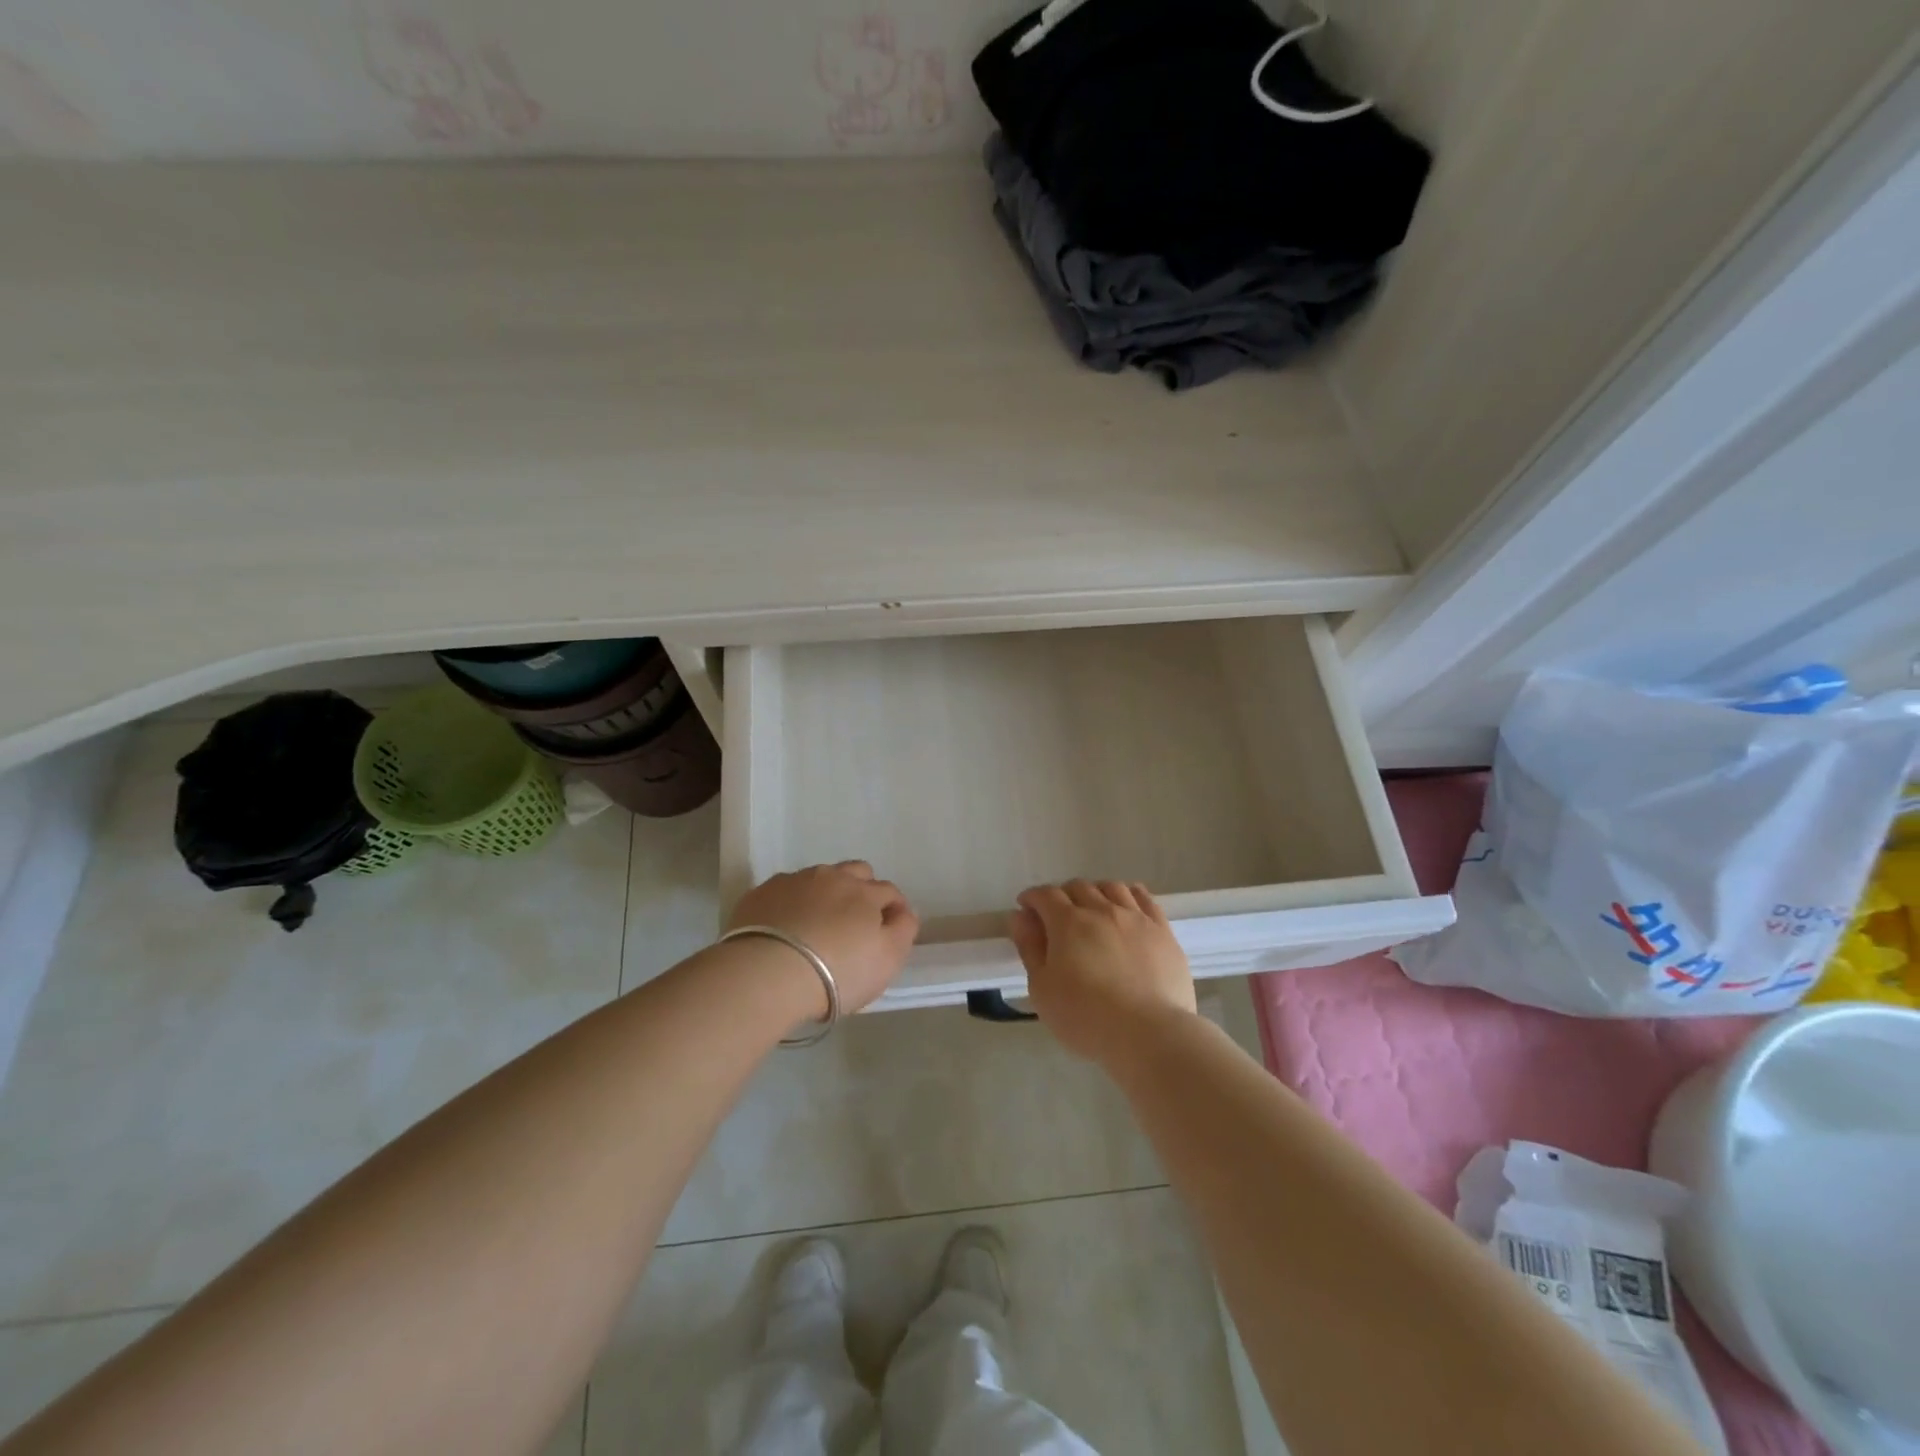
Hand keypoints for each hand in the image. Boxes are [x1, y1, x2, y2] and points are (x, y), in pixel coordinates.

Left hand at [728, 861, 919, 1013]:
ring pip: (818, 878)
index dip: (893, 910)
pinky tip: (785, 928)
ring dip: (824, 895)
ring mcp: (794, 881)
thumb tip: (902, 912)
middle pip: (856, 872)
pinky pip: (785, 891)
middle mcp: (831, 877)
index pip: (889, 891)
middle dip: (862, 890)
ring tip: (816, 926)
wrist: (767, 974)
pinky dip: (791, 904)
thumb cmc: (837, 972)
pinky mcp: (761, 893)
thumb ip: (903, 931)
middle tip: (854, 923)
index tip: (888, 932)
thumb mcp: (887, 960)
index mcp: (865, 892)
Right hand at [1009, 880, 1195, 1064]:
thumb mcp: (1042, 989)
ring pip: (1111, 887)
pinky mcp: (1162, 930)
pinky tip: (1125, 907)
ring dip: (1095, 893)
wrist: (1149, 1034)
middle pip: (1078, 887)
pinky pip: (1144, 898)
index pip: (1045, 895)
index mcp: (1068, 922)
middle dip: (1062, 896)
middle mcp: (1102, 910)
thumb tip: (1020, 916)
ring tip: (1092, 910)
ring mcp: (1135, 917)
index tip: (1026, 910)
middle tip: (1057, 918)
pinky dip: (1129, 895)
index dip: (1032, 898)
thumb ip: (1029, 948)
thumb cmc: (1085, 1017)